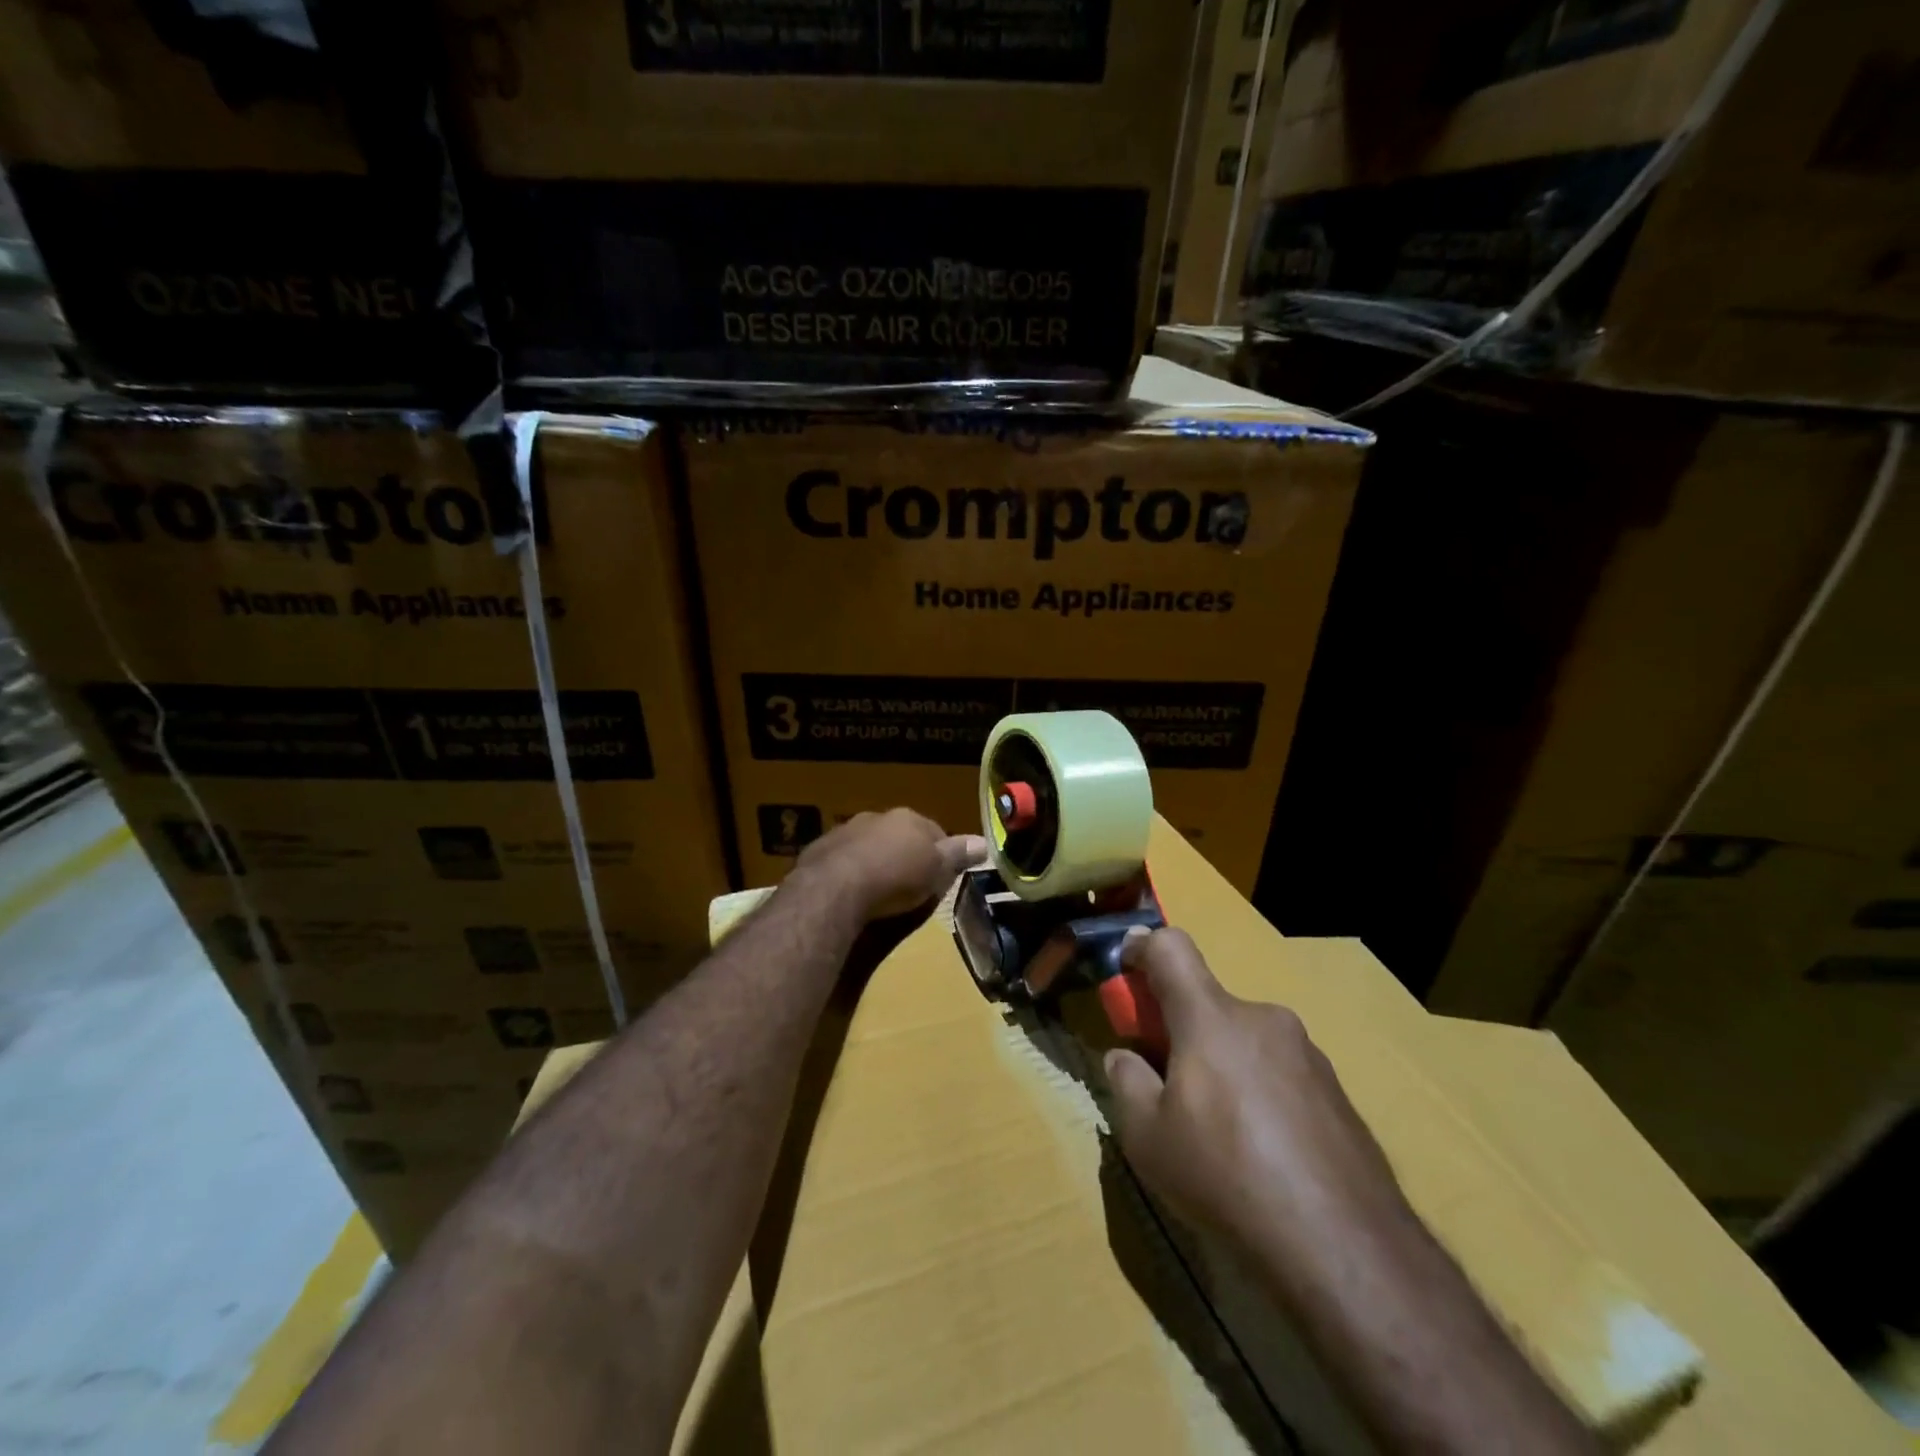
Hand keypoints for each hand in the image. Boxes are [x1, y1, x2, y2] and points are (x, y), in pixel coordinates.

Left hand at [794, 808, 984, 924]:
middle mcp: (877, 817)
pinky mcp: (819, 850)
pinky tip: (850, 892)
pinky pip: (842, 858)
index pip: (934, 831)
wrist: (836, 888)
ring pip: (868, 843)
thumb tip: (984, 842)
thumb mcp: (936, 871)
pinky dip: (848, 870)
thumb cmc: (896, 878)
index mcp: (908, 819)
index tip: (941, 875)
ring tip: (878, 889)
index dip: (940, 853)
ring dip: (874, 859)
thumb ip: (958, 855)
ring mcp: (845, 831)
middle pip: (899, 834)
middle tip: (909, 883)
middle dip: (904, 853)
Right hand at [1102, 929, 1416, 1283]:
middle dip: (1182, 1030)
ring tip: (1221, 1135)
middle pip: (1209, 1003)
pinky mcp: (1338, 1093)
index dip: (1141, 947)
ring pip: (1246, 1040)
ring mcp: (1308, 1054)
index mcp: (1211, 1017)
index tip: (1125, 970)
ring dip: (1223, 1065)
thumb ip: (1126, 1082)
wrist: (1345, 1247)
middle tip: (1171, 1086)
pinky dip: (1261, 1093)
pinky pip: (1282, 1073)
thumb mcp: (1148, 1137)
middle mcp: (1263, 1019)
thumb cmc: (1227, 1176)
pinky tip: (1265, 1155)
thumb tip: (1125, 1059)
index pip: (1171, 947)